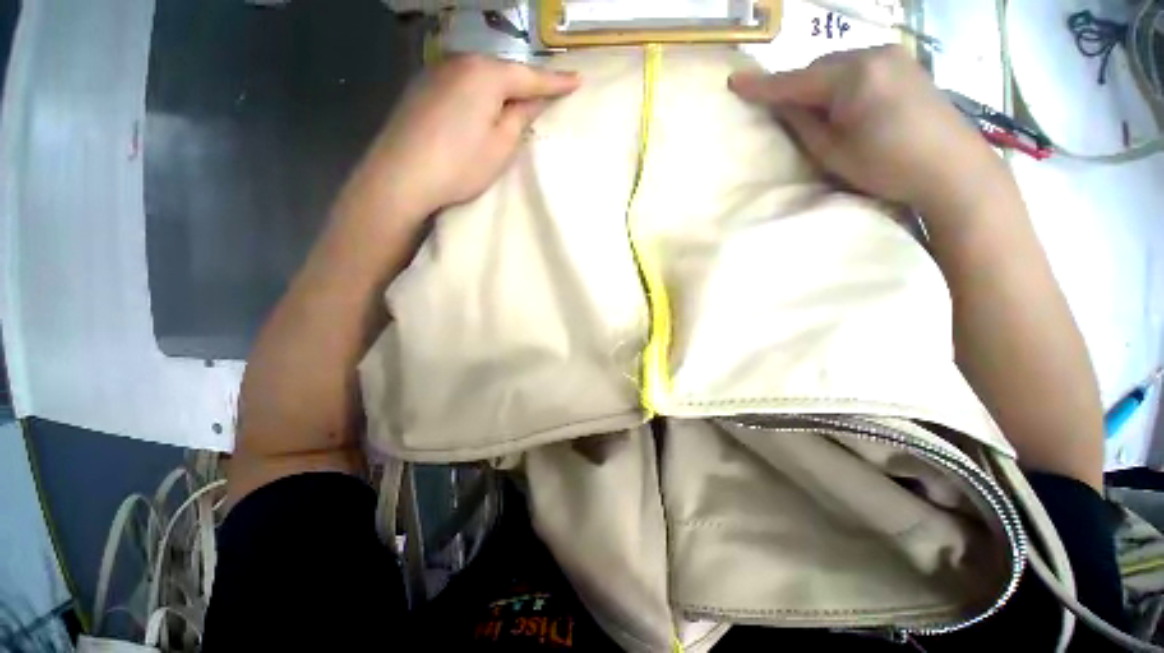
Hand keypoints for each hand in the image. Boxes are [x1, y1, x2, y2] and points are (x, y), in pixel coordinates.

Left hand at [342, 55, 580, 222]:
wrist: (402, 176)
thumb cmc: (461, 164)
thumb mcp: (502, 144)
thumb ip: (521, 116)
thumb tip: (535, 100)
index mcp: (486, 74)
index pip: (530, 77)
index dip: (556, 82)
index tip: (579, 80)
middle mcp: (460, 62)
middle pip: (504, 71)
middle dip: (526, 83)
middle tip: (549, 93)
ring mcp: (437, 72)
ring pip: (482, 77)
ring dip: (502, 88)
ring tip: (518, 102)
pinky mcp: (422, 88)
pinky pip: (463, 84)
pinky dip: (479, 93)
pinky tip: (482, 108)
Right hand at [728, 46, 1007, 216]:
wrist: (954, 170)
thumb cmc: (888, 167)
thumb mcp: (833, 152)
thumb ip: (803, 124)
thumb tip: (782, 105)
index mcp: (853, 76)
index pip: (795, 80)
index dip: (762, 85)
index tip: (734, 82)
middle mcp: (874, 54)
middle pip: (818, 67)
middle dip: (796, 86)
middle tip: (781, 111)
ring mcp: (894, 56)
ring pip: (838, 65)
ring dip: (819, 84)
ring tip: (813, 111)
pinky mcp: (906, 65)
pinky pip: (859, 67)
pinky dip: (841, 82)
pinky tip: (843, 103)